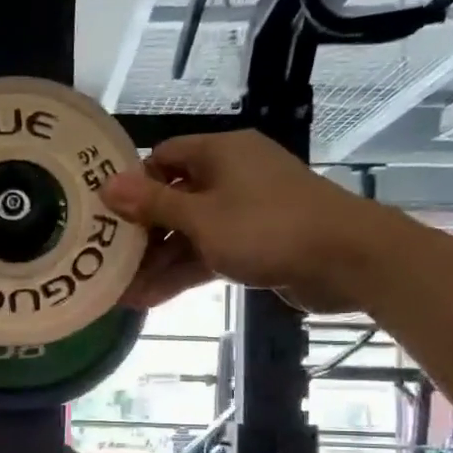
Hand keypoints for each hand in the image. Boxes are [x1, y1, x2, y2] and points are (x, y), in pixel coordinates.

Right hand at [97, 130, 389, 312]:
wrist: (346, 260)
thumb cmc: (267, 228)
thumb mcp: (202, 217)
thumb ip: (153, 205)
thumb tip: (108, 185)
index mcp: (220, 153)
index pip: (164, 157)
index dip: (134, 183)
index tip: (105, 213)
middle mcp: (230, 176)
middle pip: (173, 199)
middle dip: (142, 234)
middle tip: (108, 260)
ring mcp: (244, 212)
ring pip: (190, 232)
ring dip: (159, 262)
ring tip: (122, 292)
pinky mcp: (255, 243)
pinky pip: (209, 252)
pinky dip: (184, 272)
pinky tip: (151, 298)